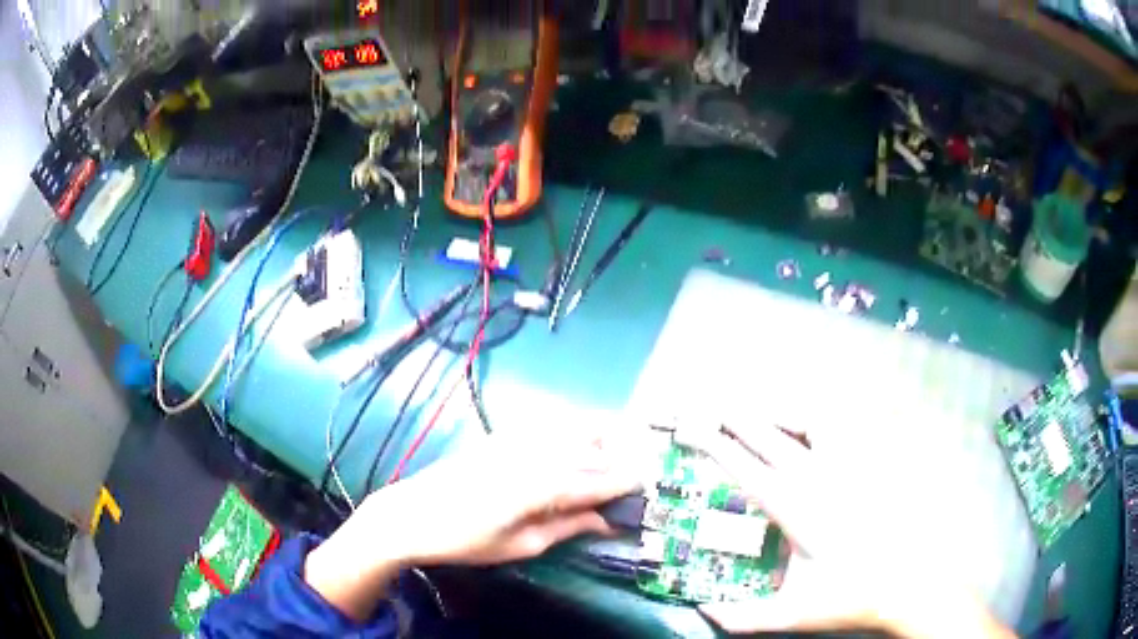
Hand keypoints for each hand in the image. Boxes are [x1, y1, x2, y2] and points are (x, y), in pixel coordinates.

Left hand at [304, 428, 638, 620]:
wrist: (412, 513)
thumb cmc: (466, 540)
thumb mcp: (521, 544)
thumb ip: (567, 526)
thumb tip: (604, 520)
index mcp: (540, 486)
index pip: (596, 481)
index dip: (624, 483)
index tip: (645, 485)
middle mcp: (533, 453)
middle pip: (590, 447)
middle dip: (617, 458)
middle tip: (630, 476)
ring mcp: (515, 439)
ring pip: (571, 427)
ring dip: (597, 440)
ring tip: (607, 461)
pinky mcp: (502, 435)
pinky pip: (548, 425)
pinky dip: (570, 431)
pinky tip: (573, 447)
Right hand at [695, 423, 1013, 638]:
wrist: (906, 583)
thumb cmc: (848, 597)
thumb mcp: (791, 615)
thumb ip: (743, 618)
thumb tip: (704, 611)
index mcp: (797, 513)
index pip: (749, 472)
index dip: (720, 450)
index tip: (698, 433)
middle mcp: (821, 481)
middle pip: (775, 439)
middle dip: (742, 421)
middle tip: (720, 408)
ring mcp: (851, 470)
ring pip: (814, 424)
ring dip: (785, 415)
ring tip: (767, 413)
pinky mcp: (873, 467)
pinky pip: (850, 431)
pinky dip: (828, 421)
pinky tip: (819, 424)